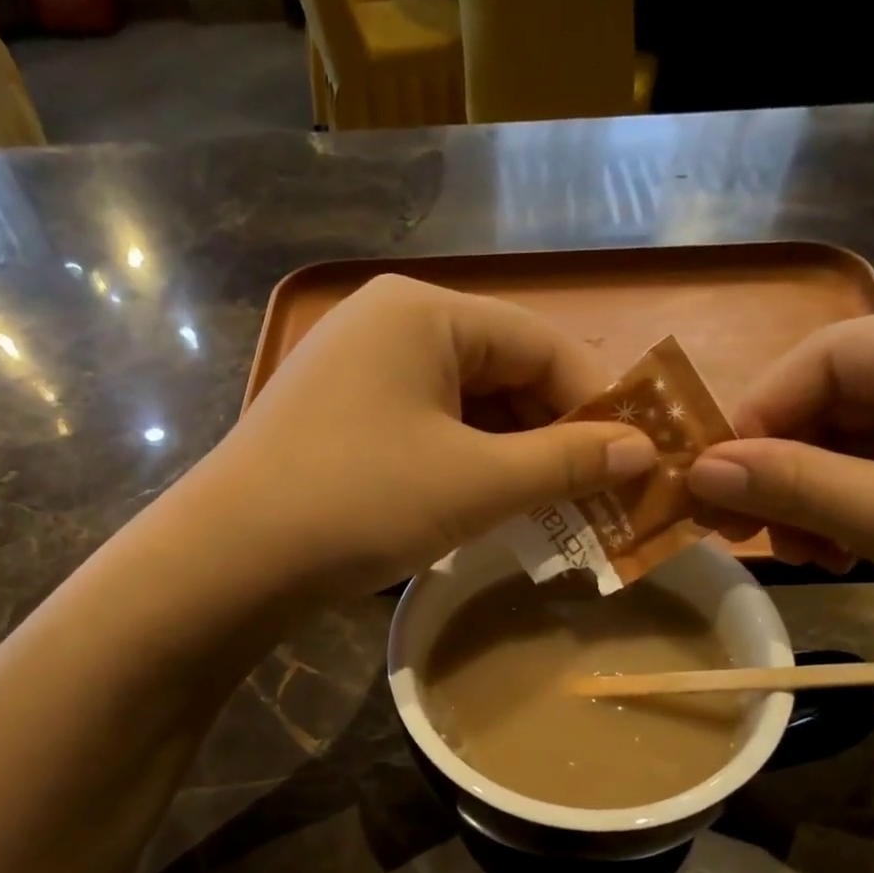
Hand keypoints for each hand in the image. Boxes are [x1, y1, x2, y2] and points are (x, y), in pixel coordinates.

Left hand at [199, 275, 655, 598]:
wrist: (230, 560)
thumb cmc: (361, 502)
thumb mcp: (476, 483)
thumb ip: (565, 462)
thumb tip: (644, 450)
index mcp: (425, 313)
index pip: (541, 344)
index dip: (596, 403)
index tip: (635, 461)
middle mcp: (389, 325)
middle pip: (502, 372)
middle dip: (553, 436)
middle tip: (597, 496)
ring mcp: (356, 373)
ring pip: (464, 407)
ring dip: (512, 457)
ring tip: (551, 510)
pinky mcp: (339, 420)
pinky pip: (425, 431)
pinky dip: (465, 466)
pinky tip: (487, 506)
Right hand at [687, 308, 873, 704]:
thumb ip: (798, 486)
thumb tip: (698, 469)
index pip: (835, 353)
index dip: (760, 412)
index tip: (709, 481)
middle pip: (846, 397)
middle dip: (784, 463)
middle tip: (736, 528)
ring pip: (864, 440)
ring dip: (813, 494)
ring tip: (792, 552)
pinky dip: (852, 510)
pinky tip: (834, 553)